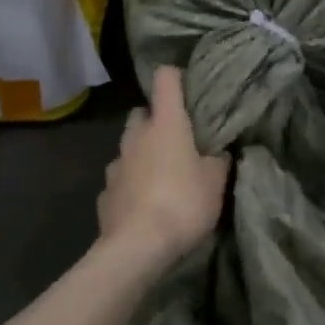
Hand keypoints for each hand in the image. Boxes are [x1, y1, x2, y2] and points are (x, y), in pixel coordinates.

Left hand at [97, 67, 230, 267]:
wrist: (136, 248)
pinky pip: (120, 178)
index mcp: (165, 124)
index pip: (165, 79)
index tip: (188, 86)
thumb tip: (219, 151)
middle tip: (178, 138)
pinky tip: (144, 202)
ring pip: (128, 146)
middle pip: (141, 113)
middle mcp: (136, 137)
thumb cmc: (183, 204)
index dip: (176, 77)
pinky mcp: (105, 193)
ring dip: (142, 152)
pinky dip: (131, 182)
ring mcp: (116, 164)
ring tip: (161, 173)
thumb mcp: (215, 182)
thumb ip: (218, 160)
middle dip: (156, 120)